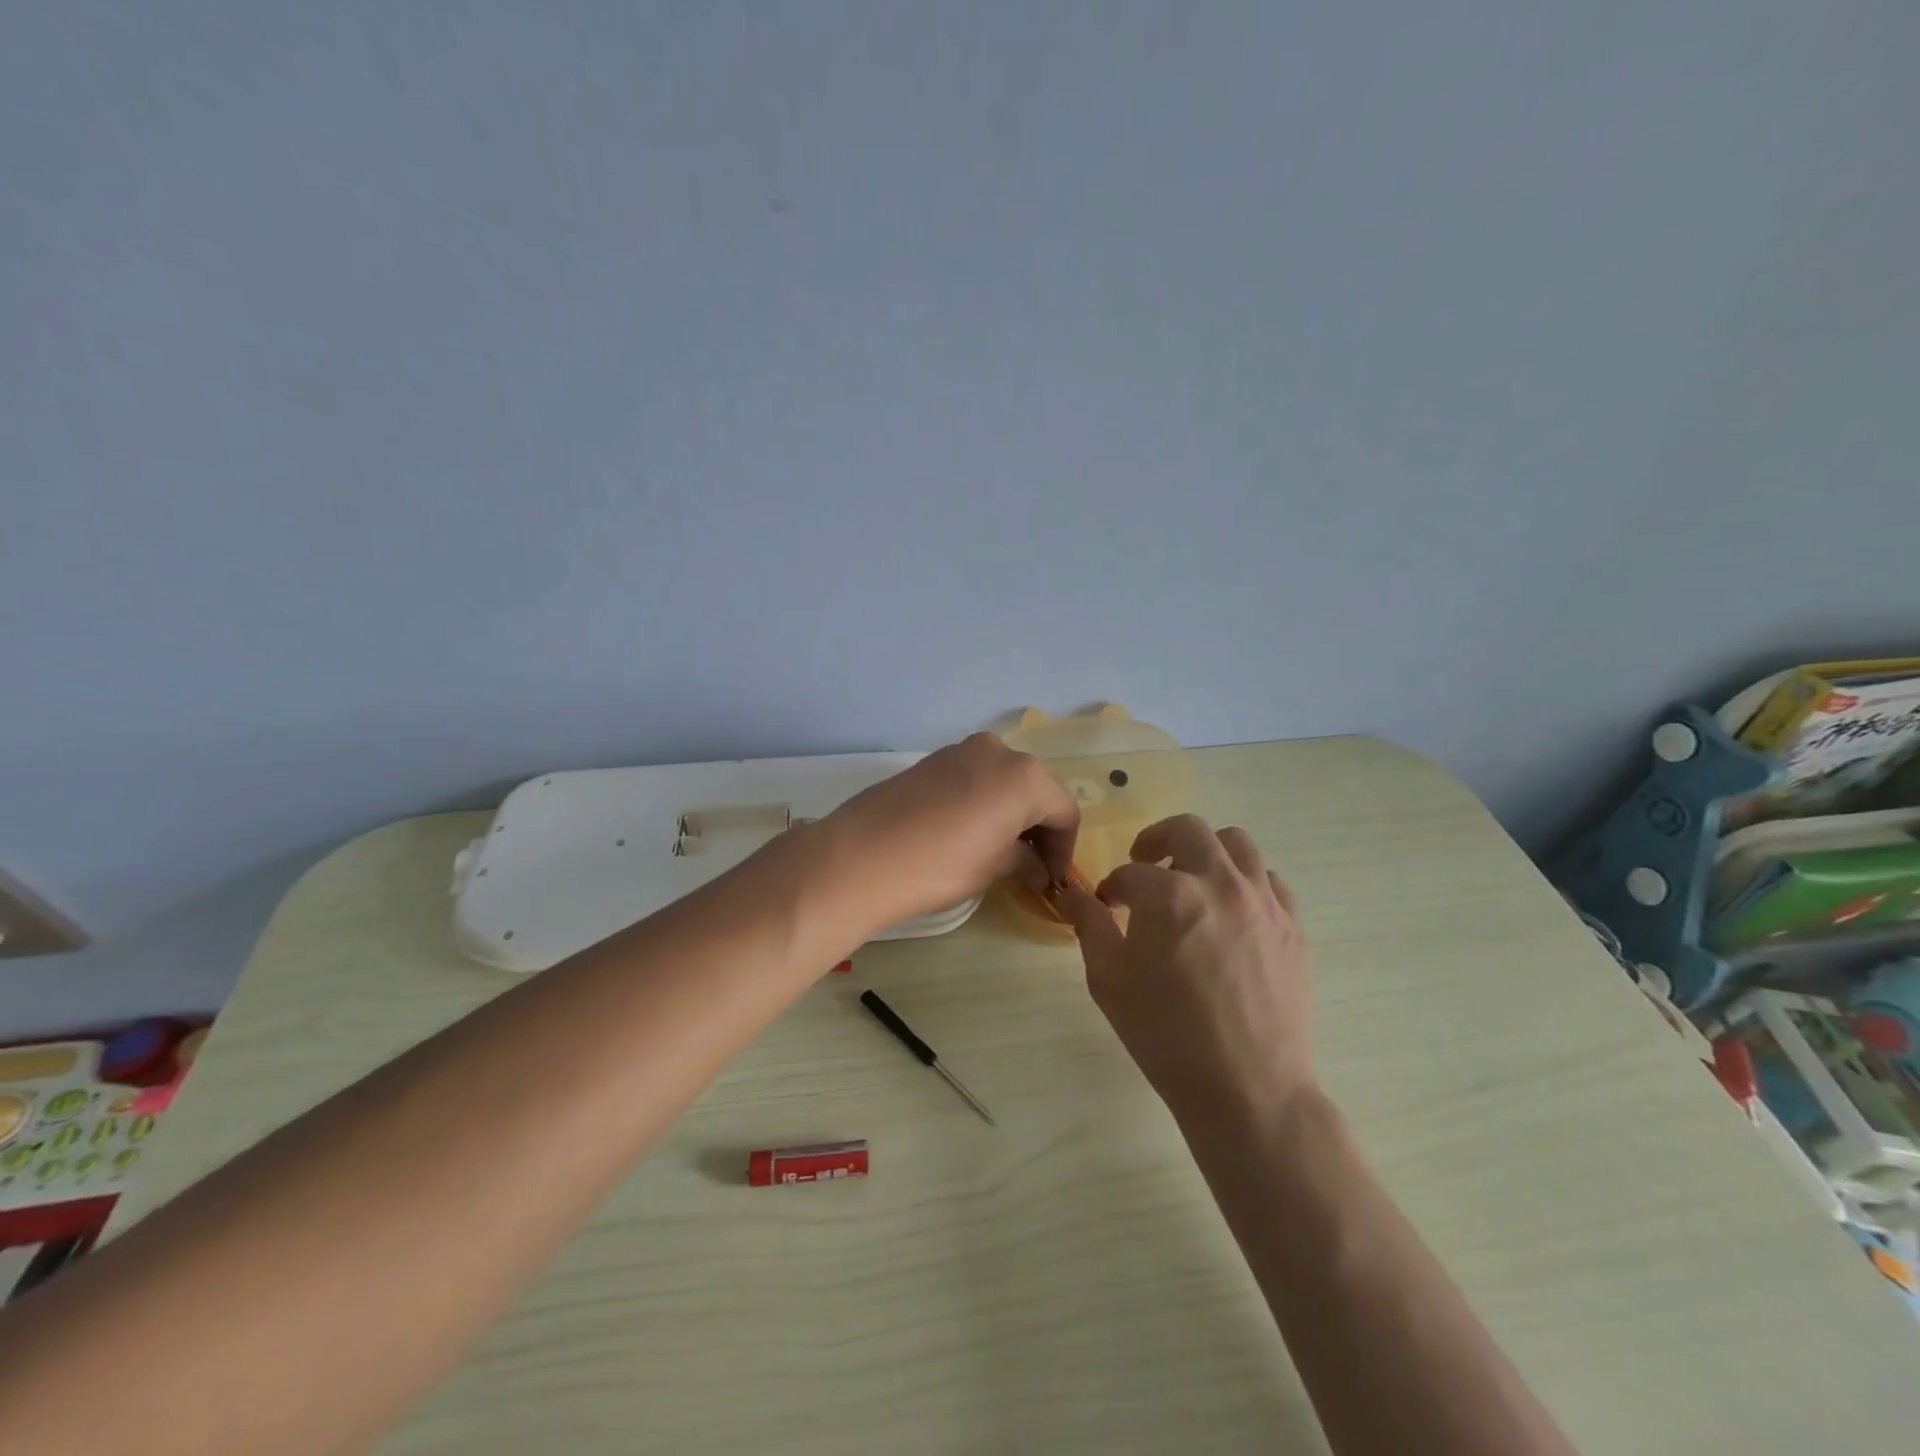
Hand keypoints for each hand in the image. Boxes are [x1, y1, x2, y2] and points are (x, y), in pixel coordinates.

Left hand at [825, 733, 1079, 928]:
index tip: (1055, 879)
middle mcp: (999, 751)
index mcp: (1026, 776)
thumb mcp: (994, 868)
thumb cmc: (941, 865)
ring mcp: (962, 750)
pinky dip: (984, 801)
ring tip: (1000, 850)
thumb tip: (1037, 868)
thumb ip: (1025, 861)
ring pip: (1004, 780)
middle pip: (1036, 790)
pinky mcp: (933, 759)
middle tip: (1031, 866)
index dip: (1064, 849)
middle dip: (1039, 827)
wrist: (862, 855)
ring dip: (1011, 812)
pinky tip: (970, 832)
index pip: (1064, 812)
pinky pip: (975, 778)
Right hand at [1063, 815, 1314, 1129]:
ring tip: (1193, 880)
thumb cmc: (1167, 1036)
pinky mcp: (1293, 925)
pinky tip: (1232, 912)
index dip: (1112, 886)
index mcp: (1168, 896)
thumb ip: (1090, 926)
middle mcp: (1219, 883)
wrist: (1248, 1090)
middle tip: (1145, 865)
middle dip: (1157, 840)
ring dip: (1206, 852)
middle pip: (1187, 829)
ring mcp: (1263, 902)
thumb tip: (1073, 895)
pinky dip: (1245, 882)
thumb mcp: (1109, 981)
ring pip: (1236, 844)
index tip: (1108, 904)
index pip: (1130, 872)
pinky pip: (1269, 881)